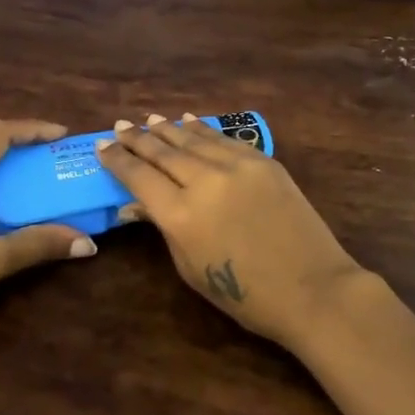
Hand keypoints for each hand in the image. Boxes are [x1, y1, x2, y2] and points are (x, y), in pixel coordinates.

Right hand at [95, 115, 365, 349]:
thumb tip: (136, 203)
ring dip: (167, 128)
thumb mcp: (190, 268)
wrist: (312, 288)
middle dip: (138, 138)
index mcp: (180, 214)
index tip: (102, 147)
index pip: (139, 177)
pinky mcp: (263, 161)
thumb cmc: (245, 295)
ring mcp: (237, 166)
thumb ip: (163, 228)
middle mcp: (204, 181)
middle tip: (120, 126)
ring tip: (149, 120)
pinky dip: (202, 129)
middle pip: (162, 151)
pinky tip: (188, 121)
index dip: (118, 160)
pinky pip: (224, 139)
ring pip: (193, 138)